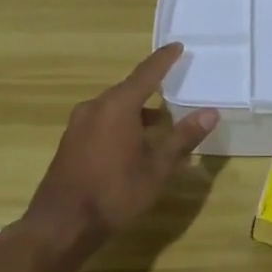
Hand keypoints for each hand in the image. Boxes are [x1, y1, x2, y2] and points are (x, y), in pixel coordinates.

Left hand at [25, 44, 218, 248]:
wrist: (61, 225)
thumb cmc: (115, 193)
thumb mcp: (157, 168)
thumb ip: (183, 137)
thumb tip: (210, 112)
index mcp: (118, 106)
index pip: (146, 73)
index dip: (164, 59)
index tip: (177, 46)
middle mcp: (95, 107)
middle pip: (128, 89)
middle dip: (152, 87)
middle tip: (174, 86)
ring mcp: (79, 124)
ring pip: (114, 107)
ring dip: (137, 110)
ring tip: (160, 121)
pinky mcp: (71, 142)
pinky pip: (102, 121)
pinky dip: (122, 123)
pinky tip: (134, 142)